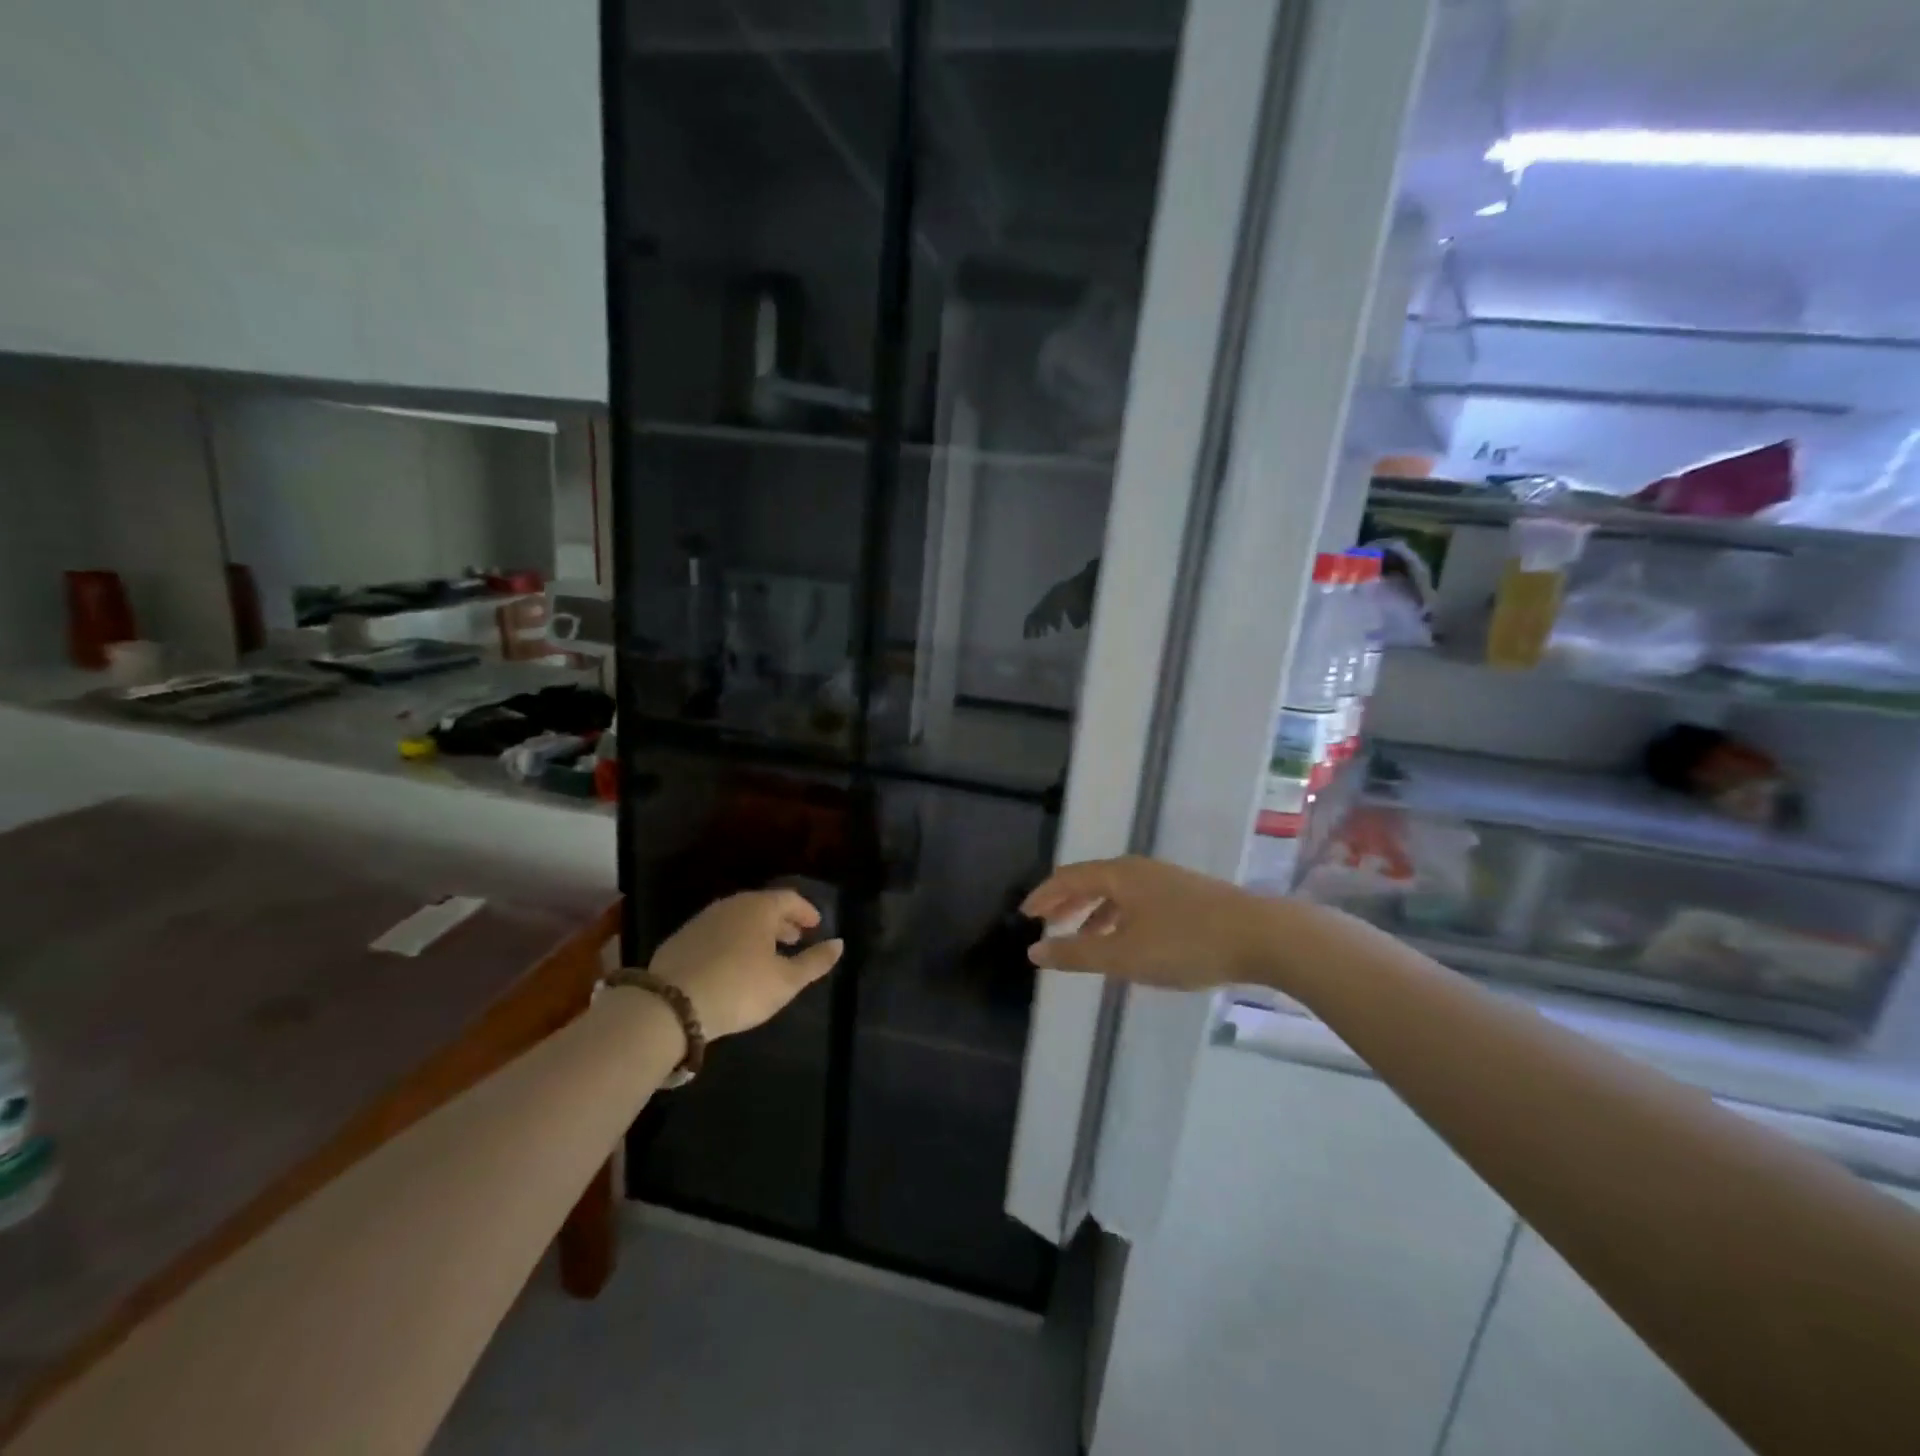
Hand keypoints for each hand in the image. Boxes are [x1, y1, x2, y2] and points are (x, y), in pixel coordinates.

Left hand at [649, 890, 842, 1039]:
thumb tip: (839, 944)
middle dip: (782, 922)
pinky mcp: (682, 939)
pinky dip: (734, 941)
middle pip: (763, 906)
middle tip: (795, 940)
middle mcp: (731, 905)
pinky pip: (718, 932)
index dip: (805, 911)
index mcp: (759, 907)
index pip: (789, 898)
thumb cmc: (740, 987)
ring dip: (757, 932)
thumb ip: (815, 961)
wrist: (671, 1006)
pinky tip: (734, 964)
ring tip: (767, 954)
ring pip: (738, 918)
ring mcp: (703, 920)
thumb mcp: (786, 981)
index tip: (816, 926)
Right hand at [1022, 856, 1278, 989]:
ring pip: (1117, 893)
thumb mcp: (1124, 955)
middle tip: (1047, 923)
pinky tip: (1127, 943)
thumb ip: (1076, 953)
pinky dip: (1119, 919)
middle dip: (1066, 902)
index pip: (1069, 877)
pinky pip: (1138, 902)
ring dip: (1093, 913)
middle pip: (1092, 881)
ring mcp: (1167, 881)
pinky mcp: (1188, 896)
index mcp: (1119, 875)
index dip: (1043, 895)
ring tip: (1082, 939)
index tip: (1025, 914)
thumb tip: (1034, 950)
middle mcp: (1139, 870)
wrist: (1263, 936)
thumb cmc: (1186, 943)